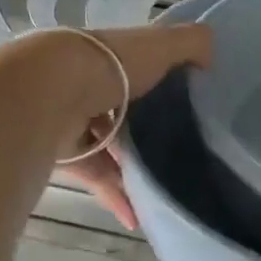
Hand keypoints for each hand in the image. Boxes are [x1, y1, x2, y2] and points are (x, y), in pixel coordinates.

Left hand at [55, 23, 213, 230]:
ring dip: (132, 168)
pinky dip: (116, 196)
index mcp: (110, 56)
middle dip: (147, 130)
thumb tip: (211, 54)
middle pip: (122, 110)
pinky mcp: (65, 154)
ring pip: (108, 147)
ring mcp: (72, 120)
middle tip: (181, 151)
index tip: (188, 103)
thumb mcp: (160, 45)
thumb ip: (190, 43)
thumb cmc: (110, 64)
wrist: (49, 94)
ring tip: (165, 188)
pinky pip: (95, 177)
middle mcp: (88, 84)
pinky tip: (139, 216)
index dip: (161, 82)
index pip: (137, 68)